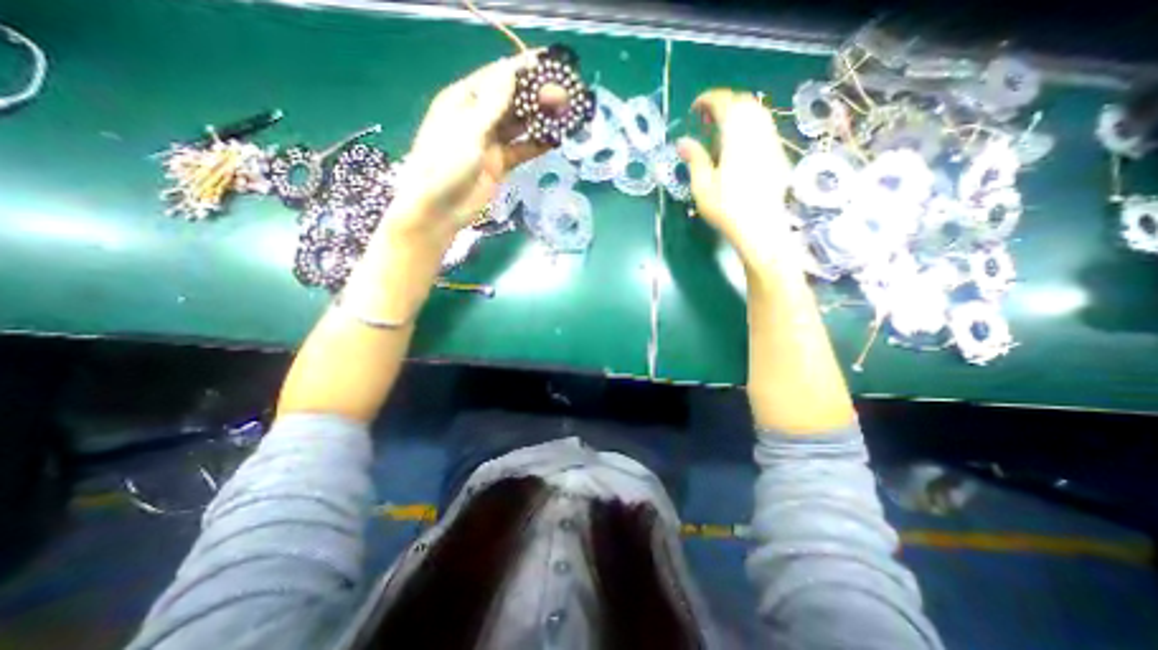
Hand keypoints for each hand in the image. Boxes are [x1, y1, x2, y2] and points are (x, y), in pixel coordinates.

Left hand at [383, 52, 554, 247]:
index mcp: (463, 101)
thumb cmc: (445, 166)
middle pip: (511, 100)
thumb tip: (510, 71)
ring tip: (564, 113)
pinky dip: (537, 145)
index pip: (497, 77)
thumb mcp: (468, 131)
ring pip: (519, 126)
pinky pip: (522, 150)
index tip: (548, 62)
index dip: (522, 68)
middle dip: (536, 95)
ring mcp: (490, 142)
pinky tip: (555, 139)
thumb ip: (492, 104)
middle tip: (564, 91)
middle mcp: (478, 118)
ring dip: (540, 120)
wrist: (440, 209)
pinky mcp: (500, 164)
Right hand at [680, 88, 797, 266]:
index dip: (709, 100)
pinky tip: (738, 145)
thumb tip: (683, 142)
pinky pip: (764, 127)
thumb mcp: (702, 185)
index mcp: (737, 135)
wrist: (761, 227)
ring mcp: (771, 141)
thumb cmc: (727, 208)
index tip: (695, 108)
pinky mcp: (778, 154)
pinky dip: (749, 126)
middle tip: (706, 120)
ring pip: (757, 113)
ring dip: (738, 113)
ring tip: (721, 131)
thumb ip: (695, 159)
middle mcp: (758, 131)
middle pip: (744, 102)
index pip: (725, 103)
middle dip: (724, 104)